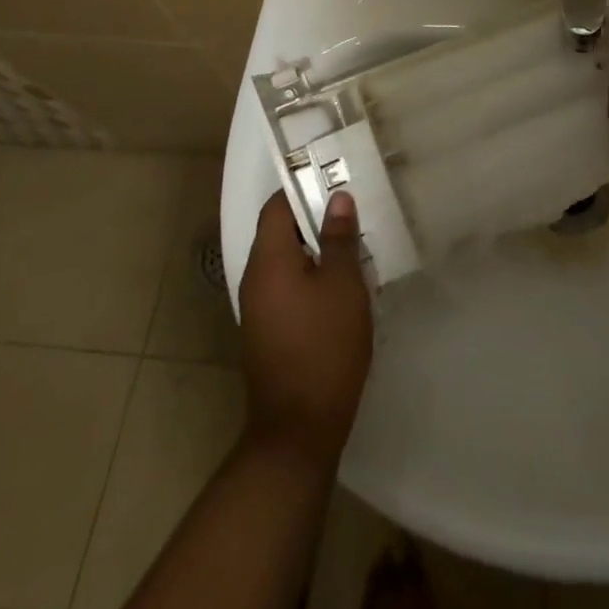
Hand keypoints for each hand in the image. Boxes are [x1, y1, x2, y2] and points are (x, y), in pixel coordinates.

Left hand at [238, 190, 373, 467]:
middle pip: (280, 232)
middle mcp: (255, 279)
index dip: (302, 188)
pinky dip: (311, 274)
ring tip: (353, 242)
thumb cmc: (324, 346)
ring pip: (286, 260)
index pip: (276, 207)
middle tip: (352, 209)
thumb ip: (339, 238)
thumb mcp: (343, 286)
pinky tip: (342, 283)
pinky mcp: (269, 331)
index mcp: (268, 261)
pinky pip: (288, 285)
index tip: (334, 179)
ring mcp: (259, 308)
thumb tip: (337, 198)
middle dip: (314, 217)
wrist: (298, 429)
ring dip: (315, 248)